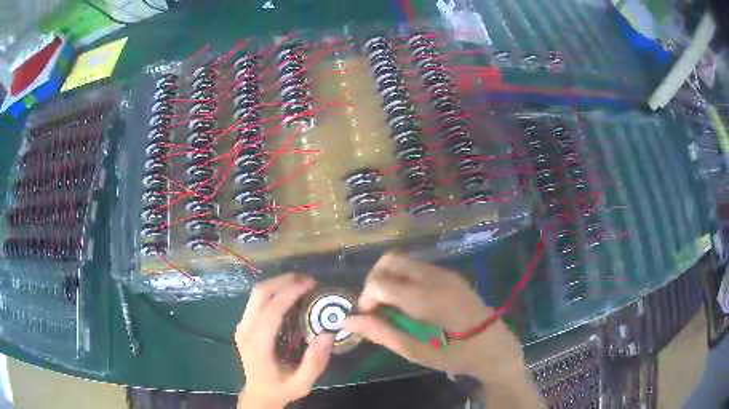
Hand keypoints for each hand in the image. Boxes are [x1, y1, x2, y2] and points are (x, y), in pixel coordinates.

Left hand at [236, 273, 334, 408]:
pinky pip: (257, 300)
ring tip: (302, 284)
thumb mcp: (303, 383)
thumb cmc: (282, 388)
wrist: (259, 393)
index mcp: (257, 345)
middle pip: (259, 294)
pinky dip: (274, 291)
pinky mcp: (244, 324)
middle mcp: (245, 330)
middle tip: (308, 280)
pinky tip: (290, 294)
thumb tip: (328, 333)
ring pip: (256, 293)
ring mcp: (242, 325)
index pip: (271, 310)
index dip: (290, 292)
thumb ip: (315, 362)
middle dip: (284, 281)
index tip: (311, 284)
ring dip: (278, 283)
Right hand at [345, 252, 525, 379]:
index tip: (368, 318)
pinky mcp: (450, 275)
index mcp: (425, 297)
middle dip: (374, 281)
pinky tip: (410, 302)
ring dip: (389, 278)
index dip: (365, 298)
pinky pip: (417, 267)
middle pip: (389, 260)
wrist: (495, 347)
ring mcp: (444, 272)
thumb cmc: (456, 355)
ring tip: (391, 307)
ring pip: (403, 261)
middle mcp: (434, 276)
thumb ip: (381, 333)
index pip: (380, 281)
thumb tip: (347, 320)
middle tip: (376, 308)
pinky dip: (404, 278)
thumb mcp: (416, 352)